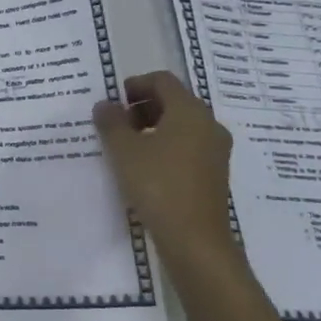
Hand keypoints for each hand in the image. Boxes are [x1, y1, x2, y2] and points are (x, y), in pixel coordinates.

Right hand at [93, 71, 237, 267]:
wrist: (194, 239)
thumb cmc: (157, 185)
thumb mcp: (123, 150)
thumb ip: (111, 122)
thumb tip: (105, 105)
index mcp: (190, 111)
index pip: (162, 81)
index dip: (135, 84)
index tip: (113, 101)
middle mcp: (208, 125)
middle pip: (174, 101)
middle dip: (142, 107)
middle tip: (115, 124)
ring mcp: (215, 151)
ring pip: (181, 126)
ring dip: (152, 128)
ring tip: (126, 147)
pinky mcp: (213, 174)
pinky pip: (187, 147)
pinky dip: (164, 147)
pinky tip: (144, 168)